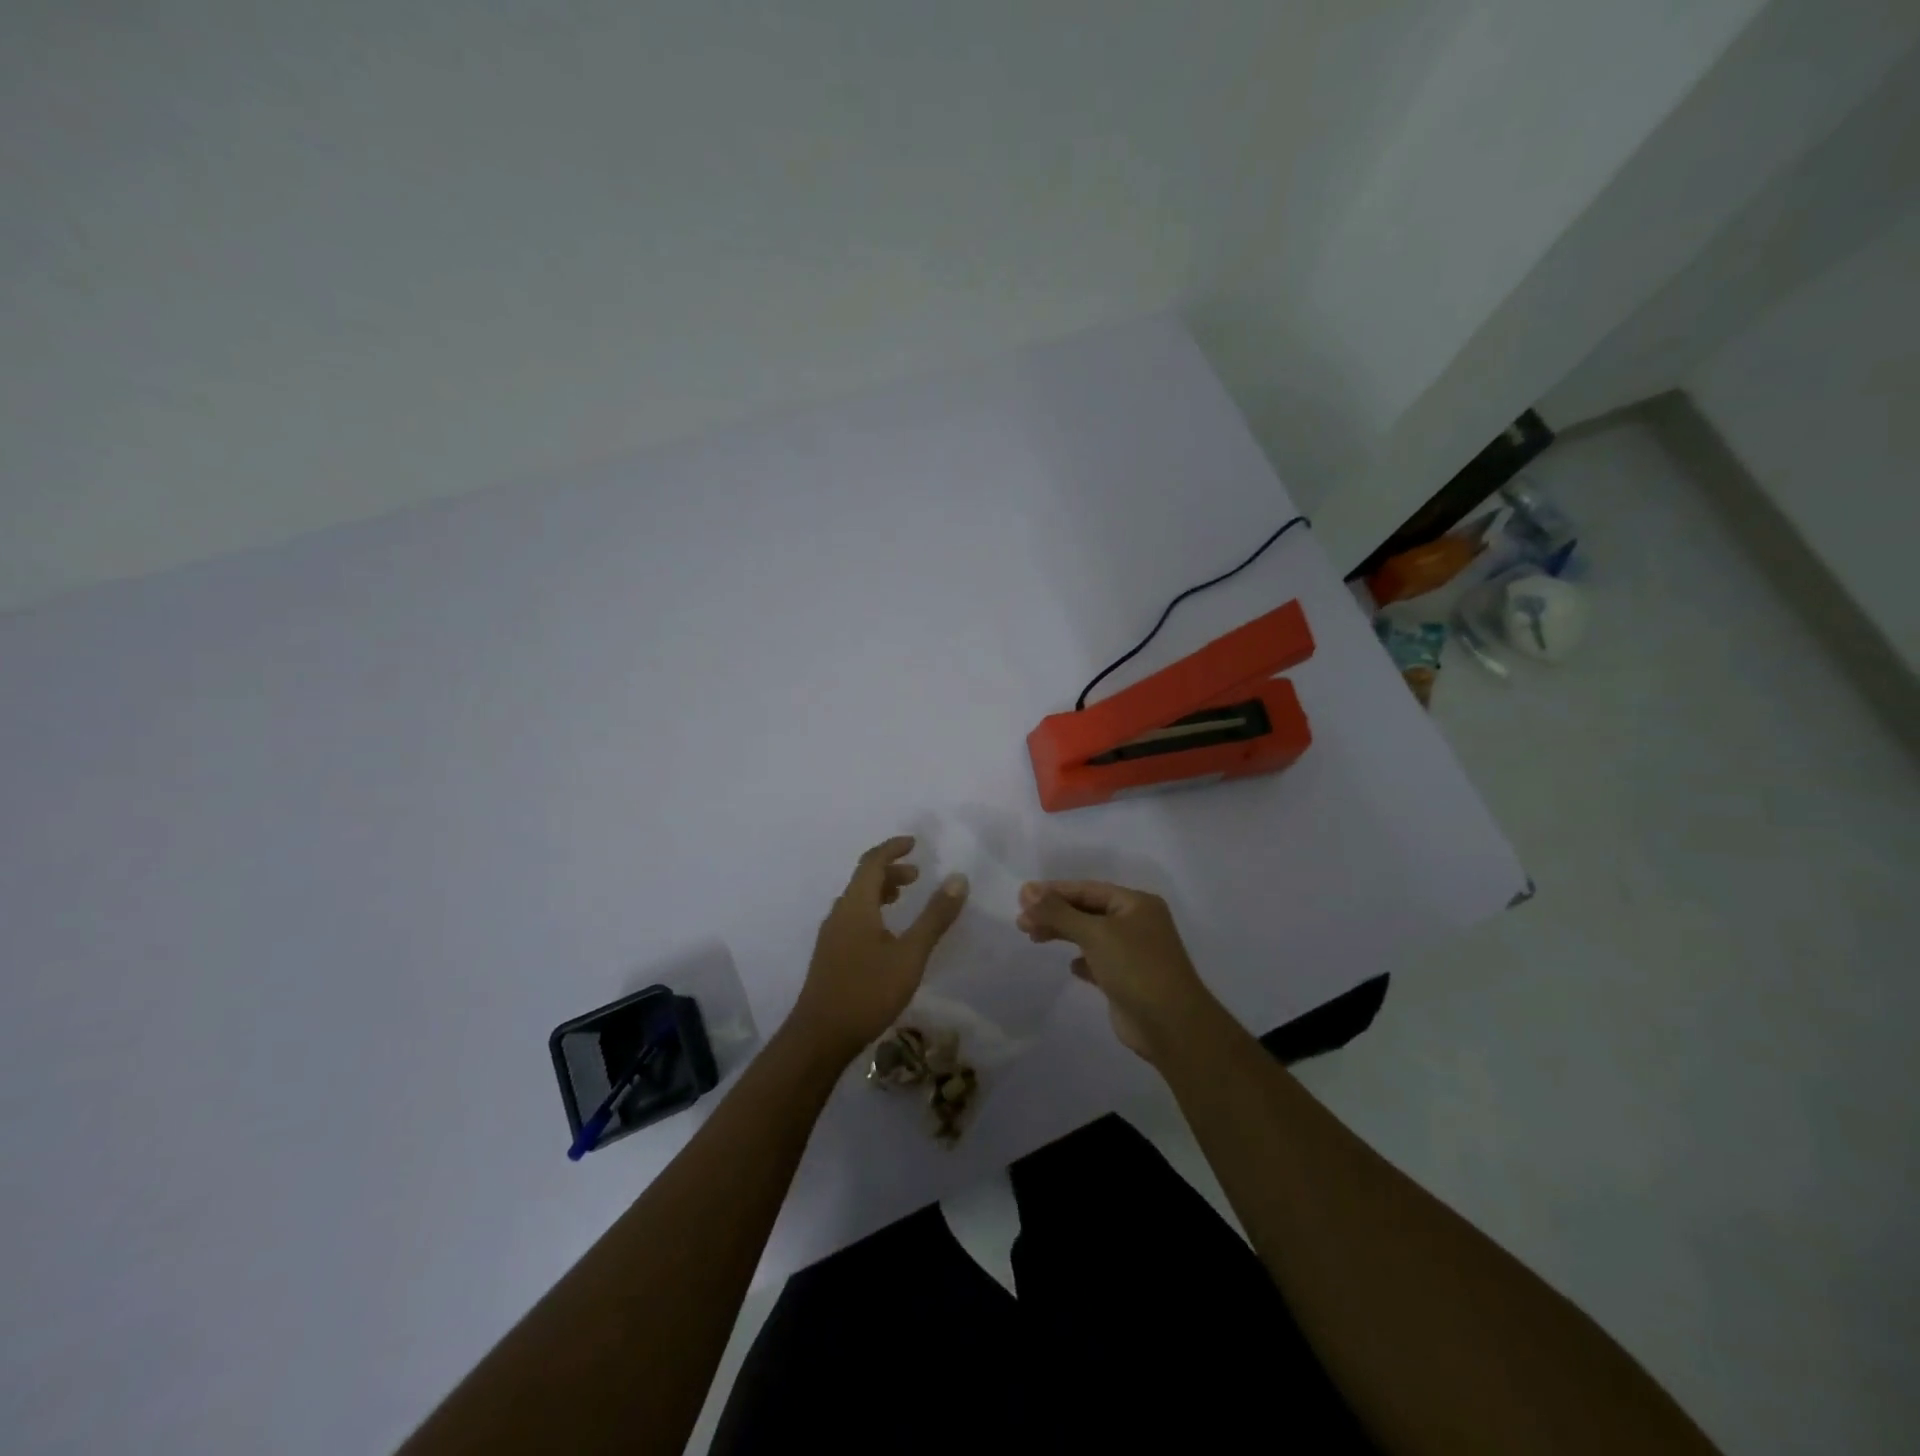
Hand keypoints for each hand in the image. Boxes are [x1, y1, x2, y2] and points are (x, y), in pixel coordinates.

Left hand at [789, 836, 968, 1063]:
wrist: (820, 1037)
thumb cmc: (867, 991)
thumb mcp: (910, 954)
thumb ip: (935, 917)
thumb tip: (958, 878)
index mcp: (856, 905)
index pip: (872, 862)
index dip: (893, 848)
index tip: (914, 843)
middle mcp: (839, 913)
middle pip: (863, 879)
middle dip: (891, 871)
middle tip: (918, 876)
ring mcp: (831, 935)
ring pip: (857, 900)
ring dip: (881, 891)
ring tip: (904, 899)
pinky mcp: (830, 955)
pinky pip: (853, 917)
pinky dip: (873, 910)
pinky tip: (887, 934)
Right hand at [1016, 880, 1218, 1061]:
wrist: (1171, 1026)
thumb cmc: (1135, 968)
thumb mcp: (1094, 933)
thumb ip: (1058, 912)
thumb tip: (1026, 890)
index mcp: (1136, 903)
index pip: (1087, 889)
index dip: (1054, 891)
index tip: (1022, 897)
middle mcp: (1137, 923)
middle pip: (1087, 911)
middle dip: (1054, 913)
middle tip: (1021, 921)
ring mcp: (1134, 952)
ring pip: (1091, 935)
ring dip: (1063, 934)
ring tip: (1034, 937)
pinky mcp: (1128, 979)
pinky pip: (1098, 961)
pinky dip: (1082, 960)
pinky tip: (1071, 966)